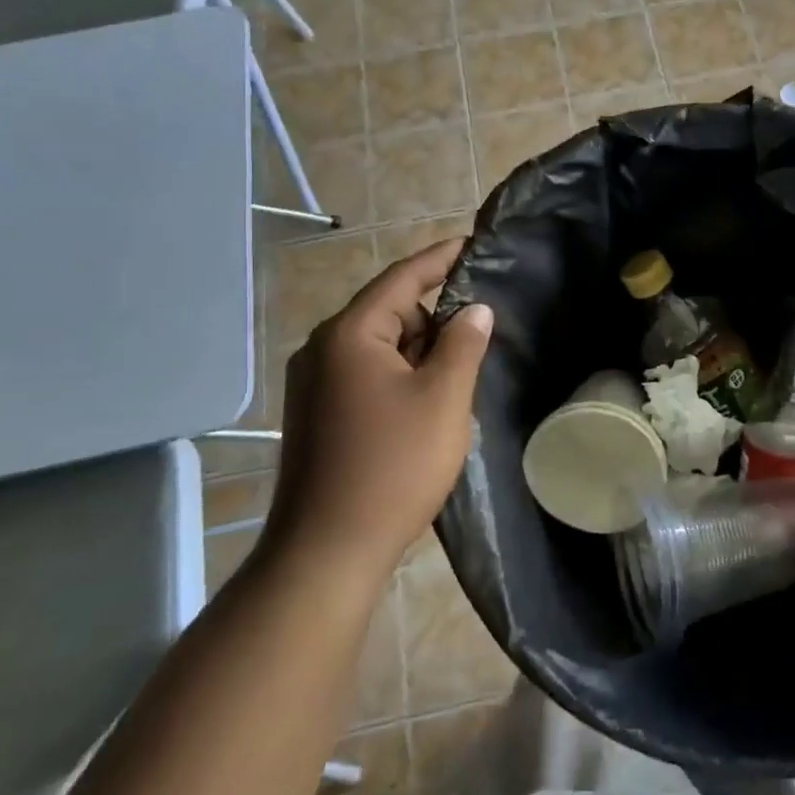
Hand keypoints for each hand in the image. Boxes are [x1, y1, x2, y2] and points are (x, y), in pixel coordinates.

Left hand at [263, 240, 493, 588]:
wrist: (326, 551)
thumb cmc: (392, 467)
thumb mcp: (443, 399)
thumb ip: (464, 344)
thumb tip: (475, 309)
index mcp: (350, 335)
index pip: (403, 278)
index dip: (441, 258)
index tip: (475, 243)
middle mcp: (323, 349)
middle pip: (391, 312)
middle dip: (436, 318)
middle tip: (481, 334)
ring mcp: (314, 384)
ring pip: (381, 347)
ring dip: (420, 352)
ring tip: (458, 376)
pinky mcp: (316, 414)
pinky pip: (366, 374)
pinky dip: (400, 376)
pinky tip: (427, 405)